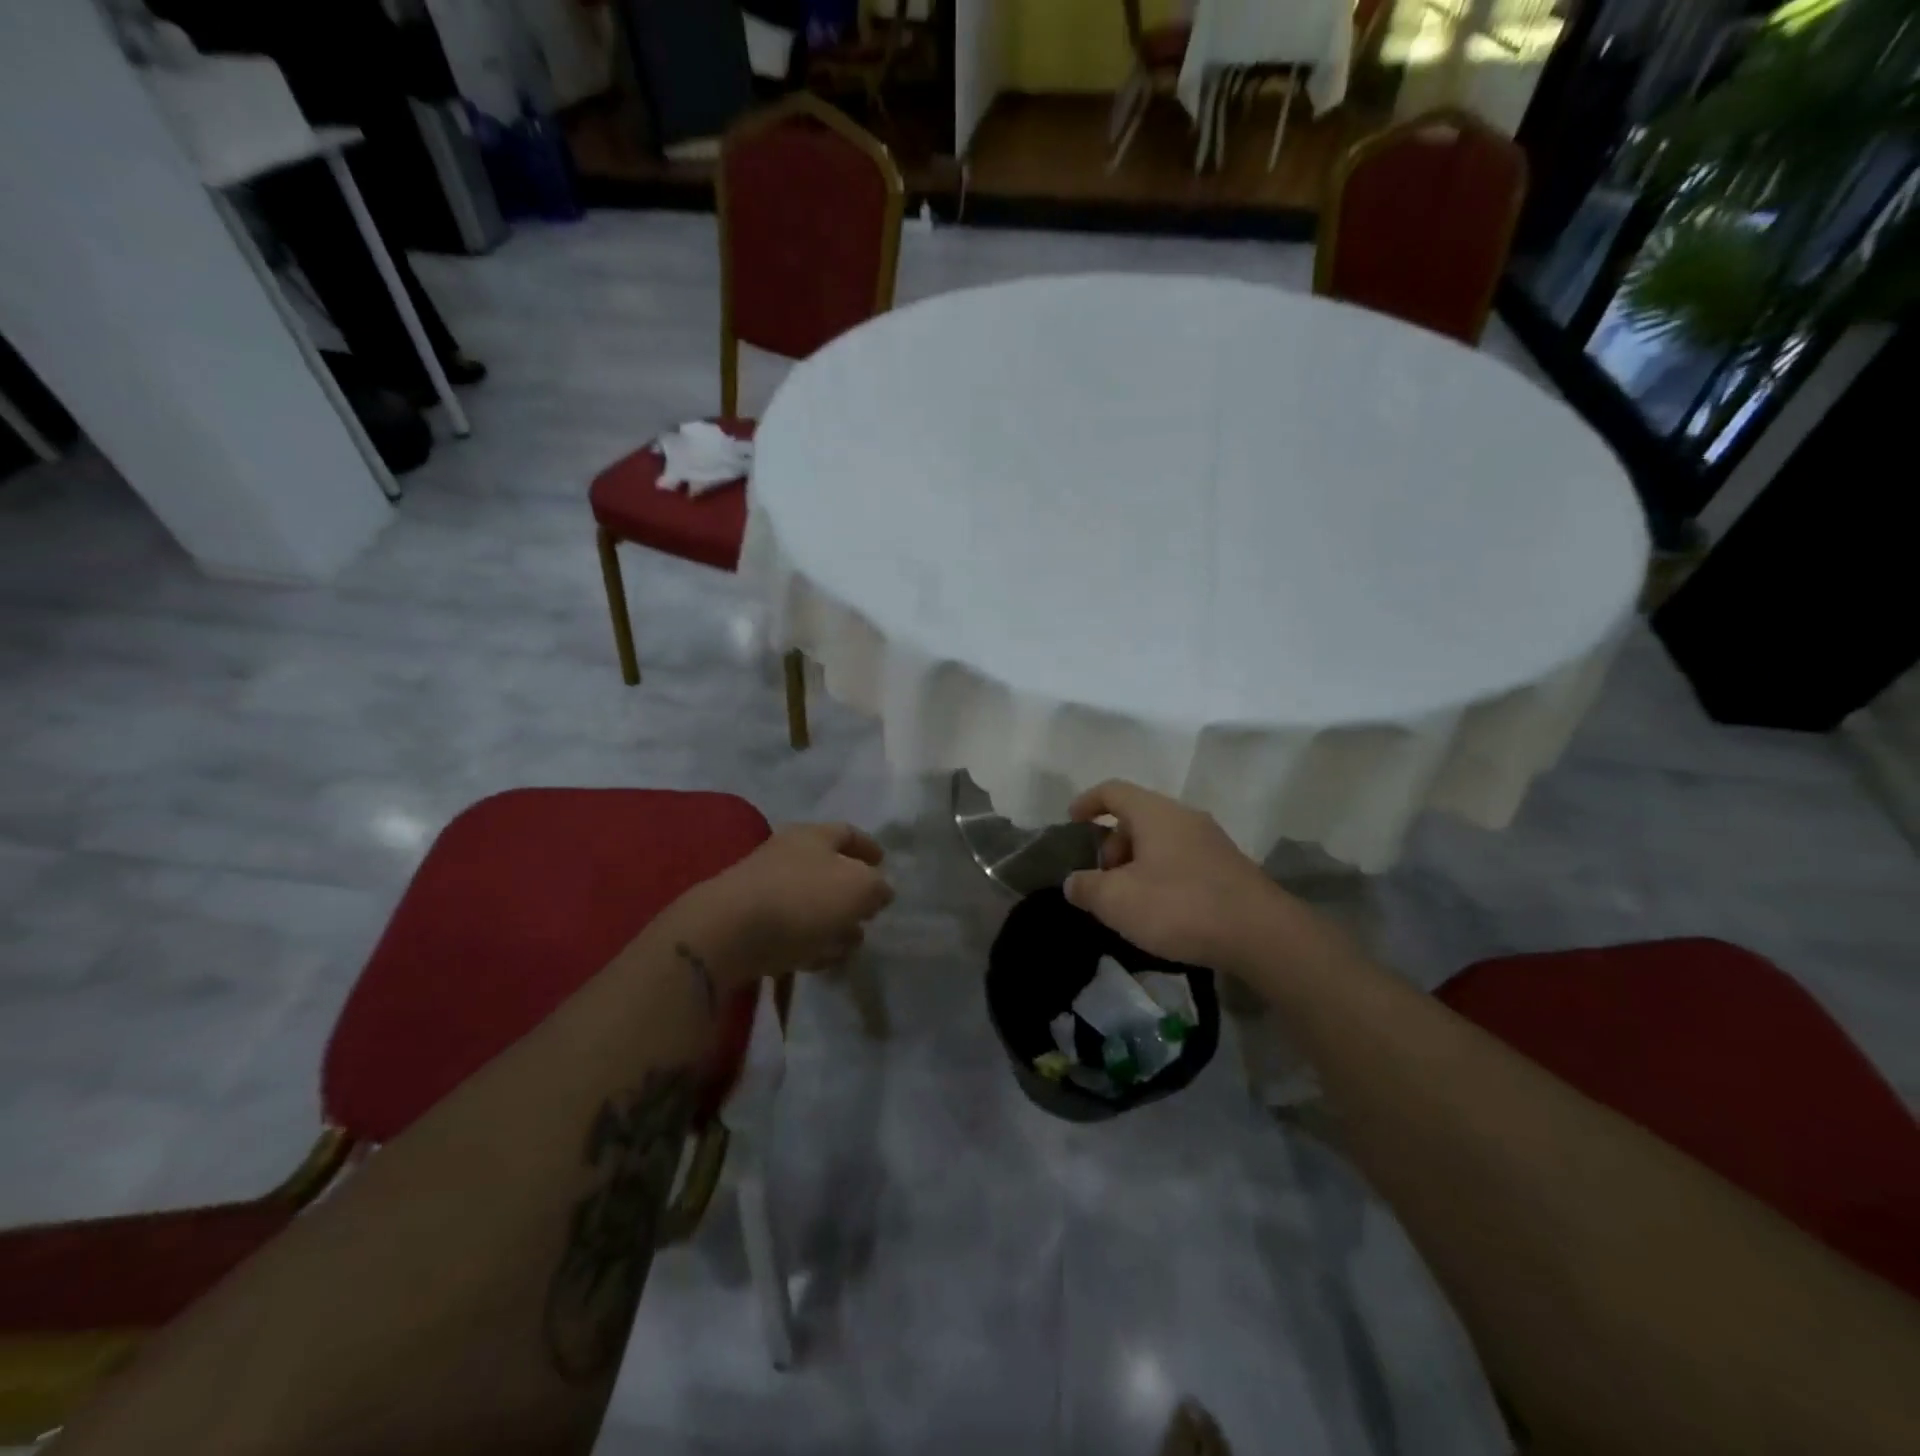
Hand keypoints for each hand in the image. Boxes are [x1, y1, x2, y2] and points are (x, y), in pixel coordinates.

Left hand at [676, 823, 893, 985]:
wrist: (727, 933)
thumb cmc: (802, 899)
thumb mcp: (859, 888)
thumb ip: (877, 887)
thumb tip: (880, 890)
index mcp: (813, 836)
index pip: (847, 832)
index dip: (868, 846)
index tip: (884, 862)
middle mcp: (786, 856)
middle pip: (827, 870)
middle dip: (852, 892)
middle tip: (870, 912)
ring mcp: (764, 890)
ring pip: (809, 903)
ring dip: (833, 922)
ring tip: (851, 945)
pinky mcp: (749, 925)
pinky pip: (789, 930)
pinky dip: (809, 942)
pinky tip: (820, 961)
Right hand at [1063, 781, 1338, 981]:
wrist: (1261, 935)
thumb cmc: (1179, 906)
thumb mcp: (1117, 901)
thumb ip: (1086, 887)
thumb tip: (1074, 882)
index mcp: (1155, 813)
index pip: (1113, 791)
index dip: (1087, 802)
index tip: (1071, 823)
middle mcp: (1184, 817)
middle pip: (1136, 818)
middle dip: (1111, 845)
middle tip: (1102, 882)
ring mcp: (1210, 842)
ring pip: (1160, 842)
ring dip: (1136, 865)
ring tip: (1129, 902)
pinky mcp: (1228, 868)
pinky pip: (1181, 861)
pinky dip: (1161, 876)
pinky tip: (1161, 912)